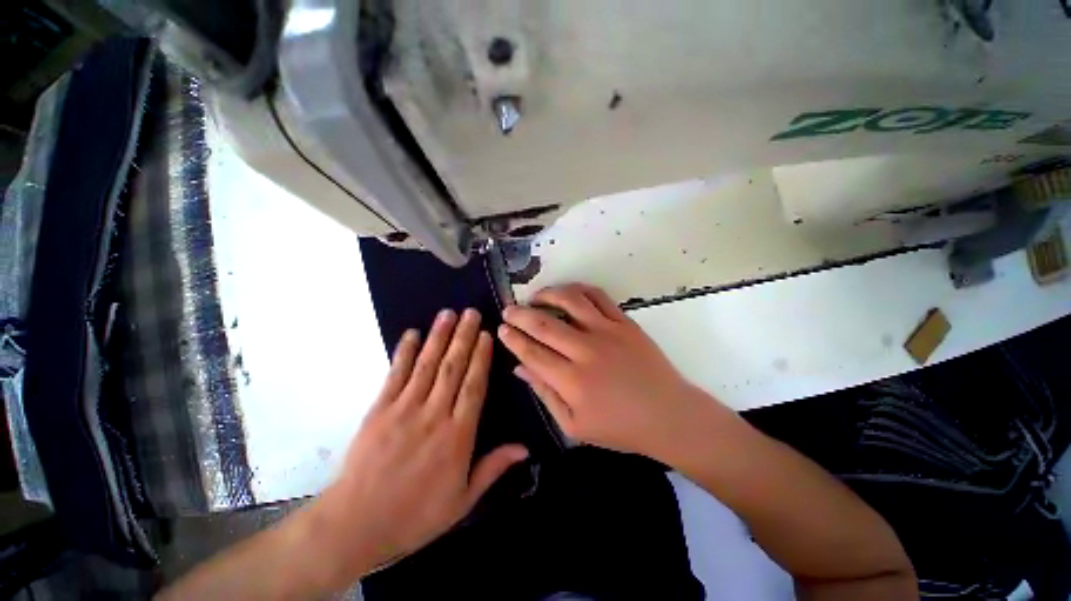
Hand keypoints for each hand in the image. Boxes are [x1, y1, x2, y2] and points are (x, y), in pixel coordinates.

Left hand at [305, 308, 527, 587]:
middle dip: (464, 337)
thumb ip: (494, 468)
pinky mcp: (379, 409)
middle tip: (471, 312)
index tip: (486, 334)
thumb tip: (525, 448)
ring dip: (438, 337)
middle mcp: (434, 415)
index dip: (481, 357)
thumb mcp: (463, 500)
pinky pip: (396, 375)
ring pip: (428, 365)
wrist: (355, 525)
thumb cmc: (415, 515)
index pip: (474, 386)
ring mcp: (405, 409)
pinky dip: (405, 352)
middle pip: (453, 368)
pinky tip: (412, 334)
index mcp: (458, 435)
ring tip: (448, 314)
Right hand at [498, 284, 724, 461]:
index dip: (512, 339)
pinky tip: (567, 292)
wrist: (668, 415)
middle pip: (544, 324)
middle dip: (519, 314)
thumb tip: (519, 369)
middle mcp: (586, 351)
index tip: (501, 329)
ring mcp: (607, 332)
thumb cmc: (620, 427)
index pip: (531, 352)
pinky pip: (598, 296)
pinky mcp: (625, 322)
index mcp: (572, 381)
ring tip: (535, 297)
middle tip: (508, 310)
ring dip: (547, 294)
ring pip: (570, 301)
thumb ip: (545, 394)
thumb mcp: (574, 425)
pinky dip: (578, 289)